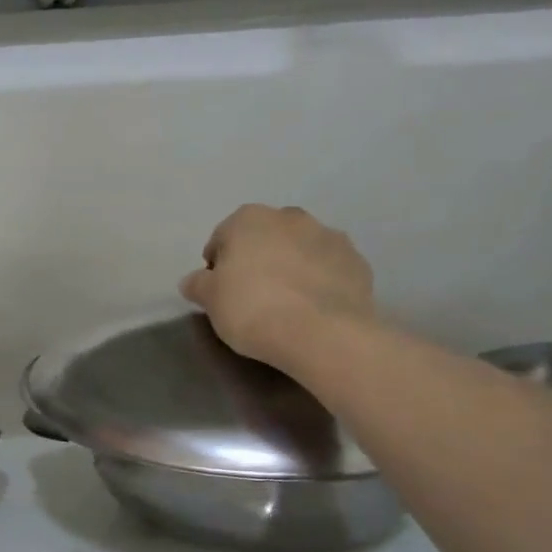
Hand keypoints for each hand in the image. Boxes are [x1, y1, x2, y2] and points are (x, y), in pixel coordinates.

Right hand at [180, 205, 374, 366]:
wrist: (323, 333)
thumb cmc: (253, 309)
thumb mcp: (210, 300)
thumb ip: (198, 285)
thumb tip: (193, 280)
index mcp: (248, 219)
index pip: (222, 238)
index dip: (217, 266)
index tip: (219, 292)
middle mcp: (290, 217)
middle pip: (264, 238)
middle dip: (258, 259)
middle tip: (252, 295)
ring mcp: (329, 236)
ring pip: (300, 249)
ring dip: (291, 266)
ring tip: (287, 303)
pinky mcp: (357, 262)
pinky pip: (329, 268)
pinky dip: (320, 281)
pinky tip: (313, 308)